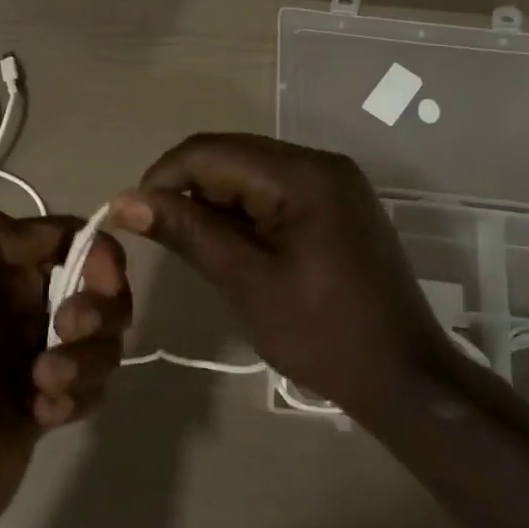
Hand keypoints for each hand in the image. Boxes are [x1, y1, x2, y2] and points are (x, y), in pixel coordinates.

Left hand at [0, 204, 129, 527]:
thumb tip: (52, 234)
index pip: (62, 238)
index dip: (93, 251)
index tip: (102, 276)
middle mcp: (15, 305)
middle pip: (94, 286)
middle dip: (95, 307)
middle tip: (69, 328)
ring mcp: (34, 355)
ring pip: (100, 337)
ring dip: (84, 357)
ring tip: (43, 384)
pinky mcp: (47, 402)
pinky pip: (91, 384)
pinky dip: (74, 396)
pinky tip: (40, 415)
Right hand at [112, 133, 486, 417]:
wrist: (403, 375)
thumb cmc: (322, 334)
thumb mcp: (246, 282)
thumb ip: (188, 232)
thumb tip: (125, 201)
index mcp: (302, 176)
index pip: (210, 152)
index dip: (163, 177)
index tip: (133, 217)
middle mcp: (320, 163)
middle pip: (231, 154)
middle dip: (187, 187)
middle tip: (159, 233)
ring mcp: (333, 182)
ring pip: (250, 171)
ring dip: (214, 199)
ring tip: (191, 243)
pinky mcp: (336, 203)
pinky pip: (274, 190)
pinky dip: (243, 210)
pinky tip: (229, 243)